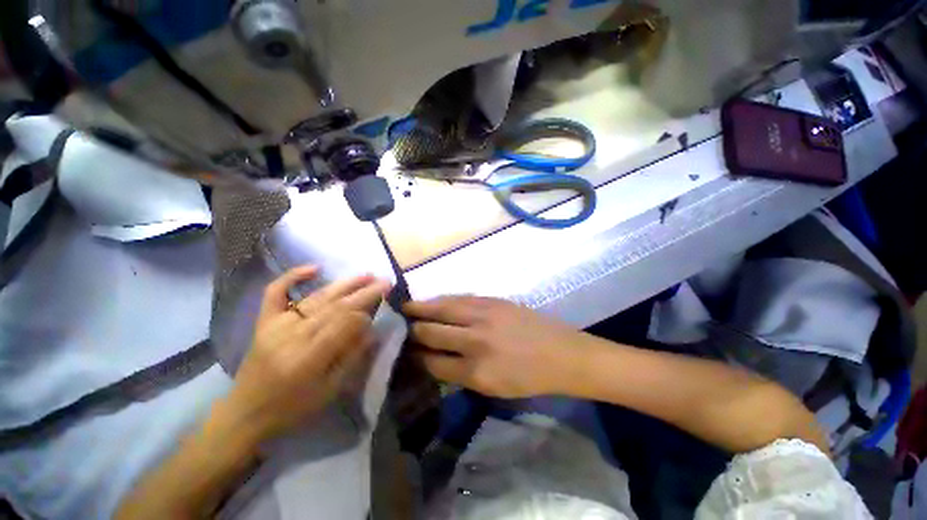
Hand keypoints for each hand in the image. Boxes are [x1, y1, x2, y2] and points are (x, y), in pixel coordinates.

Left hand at [224, 266, 390, 441]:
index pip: (343, 325)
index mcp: (309, 358)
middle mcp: (292, 336)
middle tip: (385, 282)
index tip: (379, 311)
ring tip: (367, 275)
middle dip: (363, 293)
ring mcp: (276, 325)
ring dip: (344, 284)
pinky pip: (275, 293)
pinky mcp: (264, 321)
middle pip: (335, 307)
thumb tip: (371, 328)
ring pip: (316, 298)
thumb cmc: (293, 407)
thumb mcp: (330, 390)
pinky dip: (292, 277)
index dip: (364, 315)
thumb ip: (352, 357)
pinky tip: (314, 268)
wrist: (246, 413)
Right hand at [404, 296, 584, 398]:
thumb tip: (435, 359)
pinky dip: (443, 300)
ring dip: (422, 308)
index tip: (405, 351)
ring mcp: (484, 316)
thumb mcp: (493, 389)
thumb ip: (461, 375)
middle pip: (432, 332)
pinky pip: (460, 298)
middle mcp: (474, 341)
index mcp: (475, 371)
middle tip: (400, 326)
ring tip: (406, 306)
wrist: (562, 354)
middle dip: (413, 330)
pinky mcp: (493, 301)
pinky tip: (434, 300)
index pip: (432, 361)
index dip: (416, 356)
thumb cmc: (530, 378)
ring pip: (442, 308)